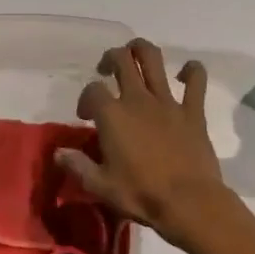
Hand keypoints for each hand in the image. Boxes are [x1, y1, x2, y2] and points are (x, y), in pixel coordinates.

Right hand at [61, 39, 231, 243]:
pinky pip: (196, 80)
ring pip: (153, 59)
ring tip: (135, 56)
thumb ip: (77, 165)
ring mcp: (167, 102)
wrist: (189, 203)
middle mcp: (137, 99)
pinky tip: (184, 74)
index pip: (92, 90)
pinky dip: (191, 71)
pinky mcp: (193, 111)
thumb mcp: (99, 185)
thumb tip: (58, 152)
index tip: (86, 116)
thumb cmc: (141, 194)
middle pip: (121, 60)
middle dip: (111, 58)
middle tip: (107, 71)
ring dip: (141, 50)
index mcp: (112, 115)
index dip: (85, 98)